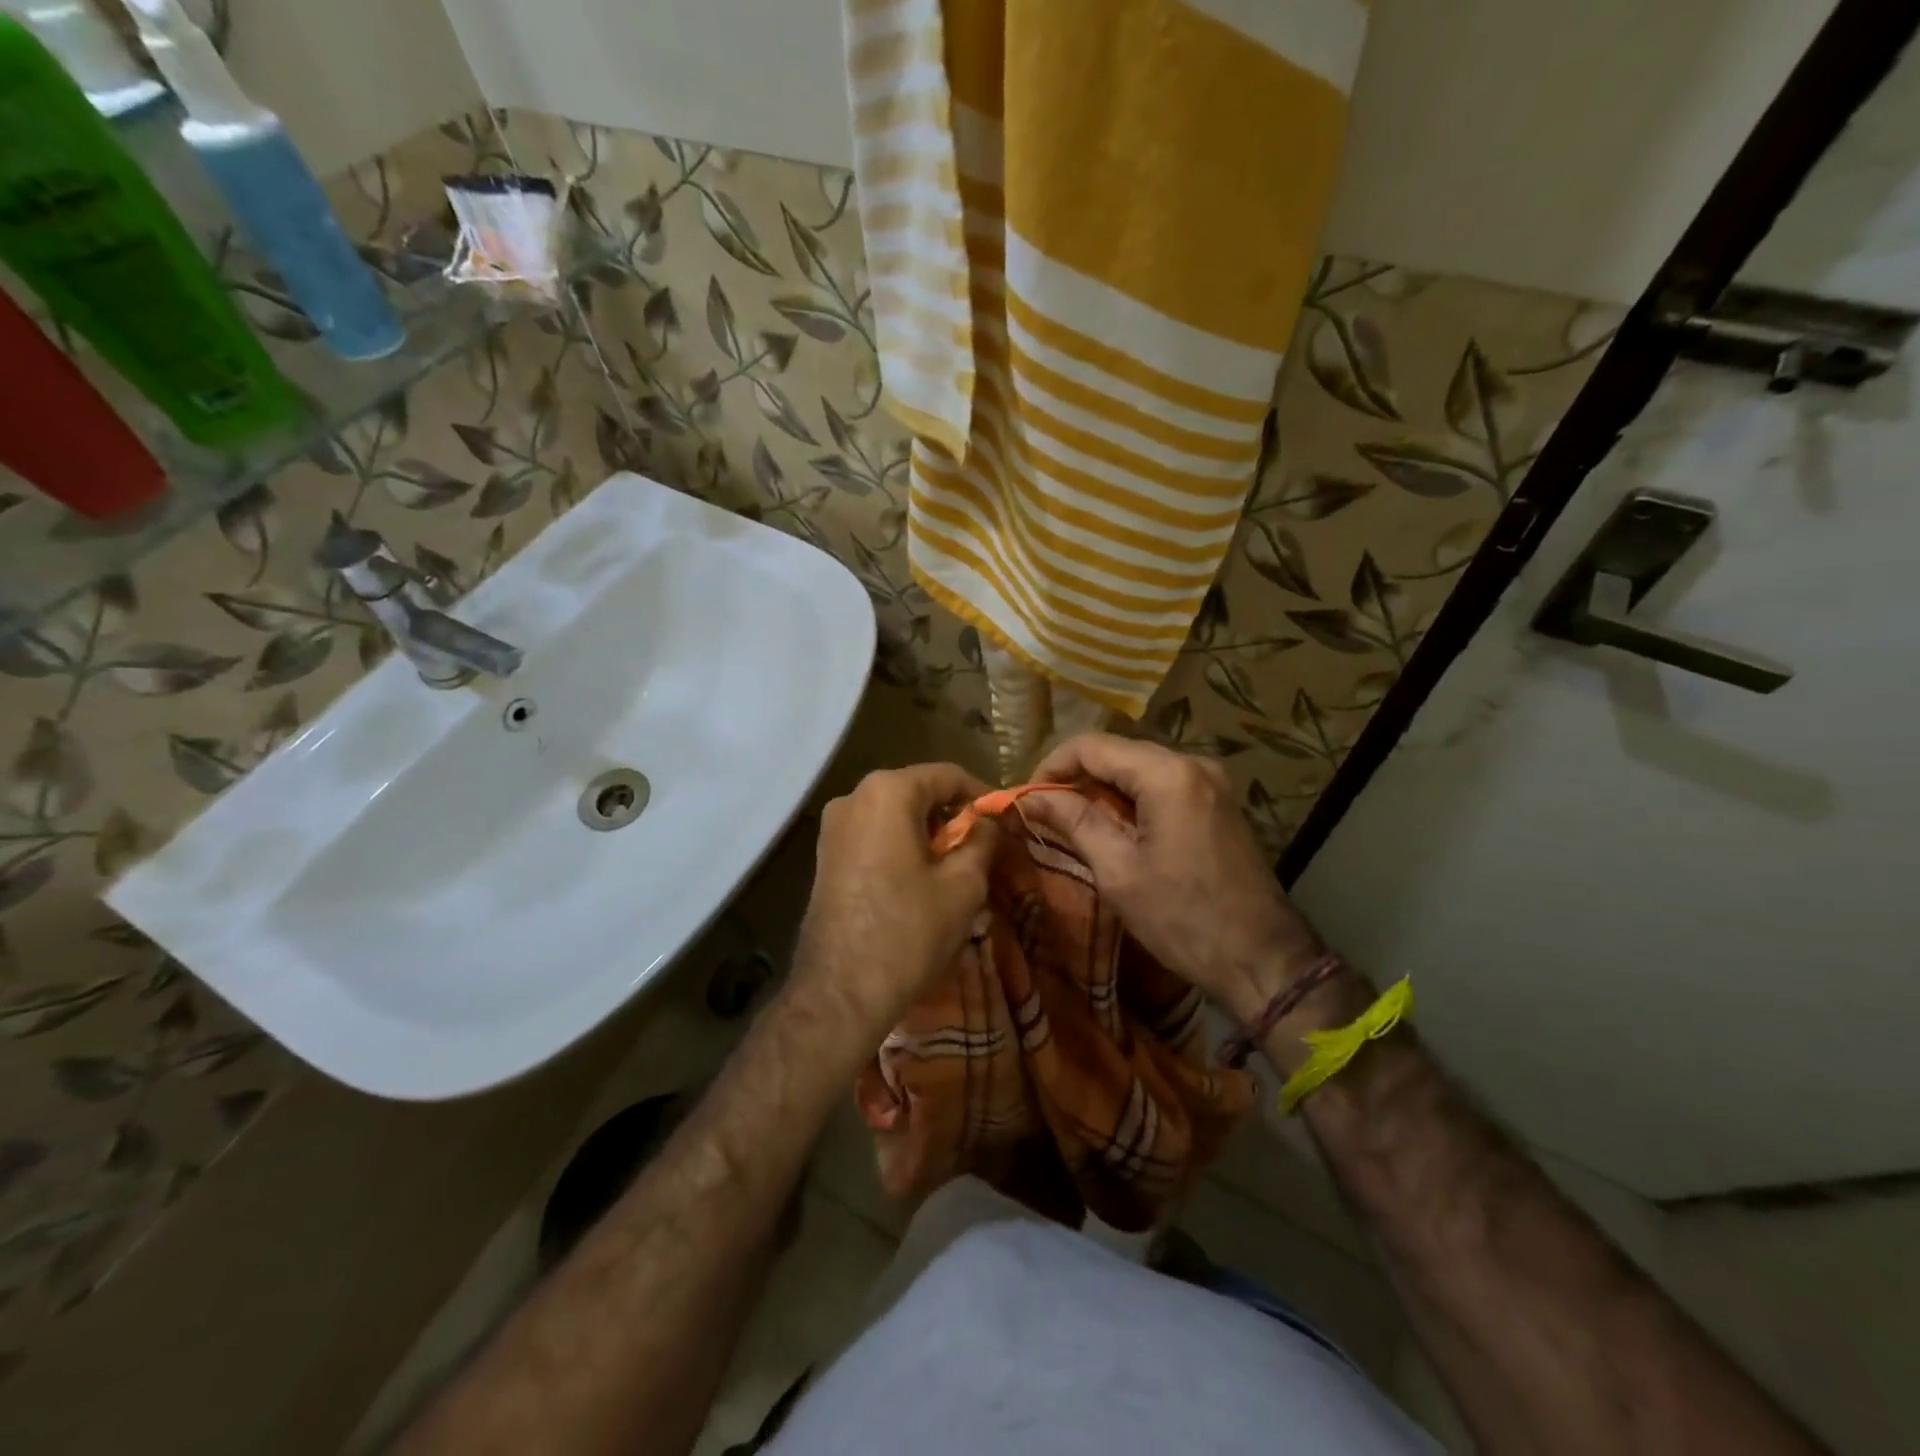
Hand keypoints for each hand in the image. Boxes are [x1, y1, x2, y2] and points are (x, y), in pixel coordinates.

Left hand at [793, 763, 996, 1037]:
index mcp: (888, 792)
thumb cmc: (909, 930)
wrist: (840, 991)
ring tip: (954, 866)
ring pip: (893, 814)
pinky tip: (918, 878)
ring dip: (926, 831)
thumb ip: (982, 841)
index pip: (947, 775)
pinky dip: (900, 845)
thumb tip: (989, 824)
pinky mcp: (824, 856)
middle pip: (916, 792)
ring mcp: (832, 827)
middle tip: (981, 846)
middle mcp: (854, 797)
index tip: (1004, 821)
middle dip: (952, 814)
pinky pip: (872, 835)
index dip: (981, 795)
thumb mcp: (963, 885)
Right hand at [1022, 734, 1322, 1021]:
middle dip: (1077, 778)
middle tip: (1046, 814)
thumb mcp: (1118, 871)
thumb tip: (1033, 798)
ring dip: (1103, 789)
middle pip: (1118, 752)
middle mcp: (1193, 763)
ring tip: (1074, 823)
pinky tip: (1115, 828)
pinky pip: (1163, 784)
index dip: (1052, 767)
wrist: (1263, 959)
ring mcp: (1211, 782)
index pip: (1092, 746)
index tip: (1028, 800)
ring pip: (1139, 768)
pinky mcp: (1218, 802)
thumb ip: (1075, 822)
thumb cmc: (1183, 919)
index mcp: (1168, 774)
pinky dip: (1132, 799)